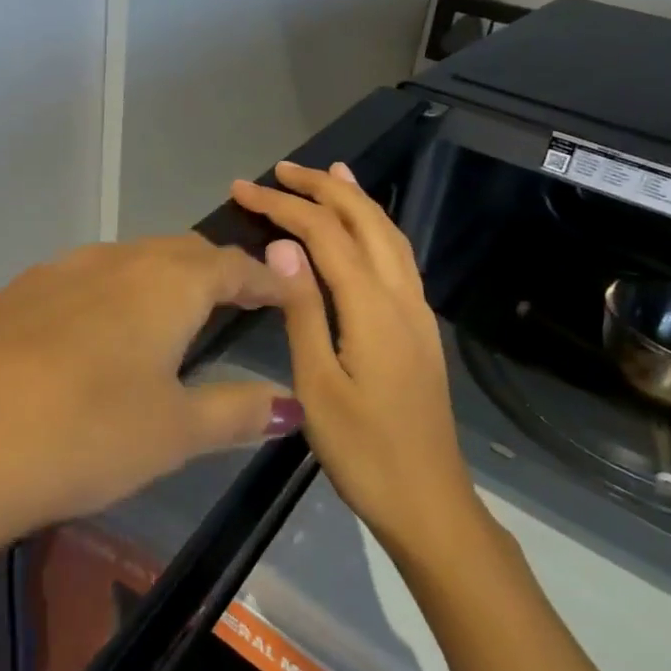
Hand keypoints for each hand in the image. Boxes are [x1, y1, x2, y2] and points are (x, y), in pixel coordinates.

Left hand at [0, 236, 301, 549]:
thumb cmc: (84, 433)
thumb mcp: (174, 432)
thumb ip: (236, 411)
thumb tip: (291, 403)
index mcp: (164, 283)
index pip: (231, 266)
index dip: (263, 279)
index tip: (286, 291)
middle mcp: (112, 260)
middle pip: (177, 254)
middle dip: (212, 272)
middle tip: (232, 301)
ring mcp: (53, 273)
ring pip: (123, 263)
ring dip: (155, 281)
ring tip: (165, 317)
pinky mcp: (9, 295)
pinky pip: (76, 283)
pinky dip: (105, 298)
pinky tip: (89, 338)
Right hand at [231, 161, 478, 554]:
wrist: (428, 501)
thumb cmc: (363, 451)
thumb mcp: (317, 385)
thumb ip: (302, 310)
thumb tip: (283, 245)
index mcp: (372, 308)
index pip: (324, 234)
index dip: (283, 206)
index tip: (242, 190)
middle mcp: (401, 296)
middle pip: (365, 220)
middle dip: (323, 187)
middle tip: (281, 170)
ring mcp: (417, 311)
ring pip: (388, 234)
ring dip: (354, 199)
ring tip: (326, 174)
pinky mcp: (419, 327)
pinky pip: (397, 257)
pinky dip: (374, 227)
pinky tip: (361, 230)